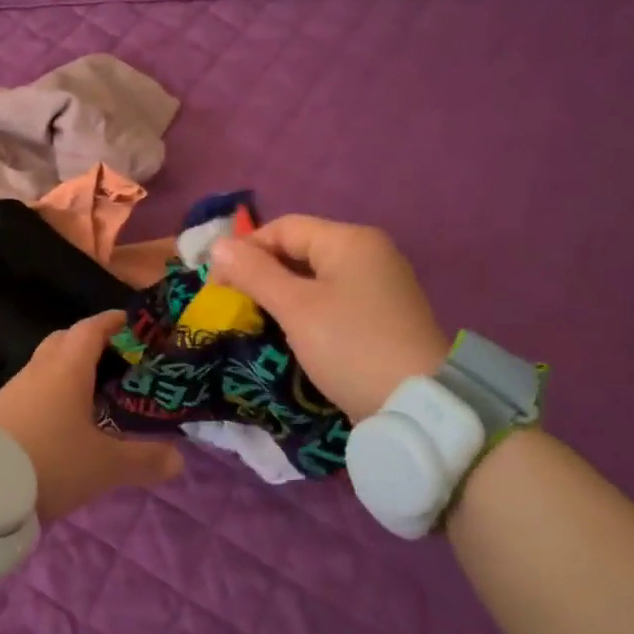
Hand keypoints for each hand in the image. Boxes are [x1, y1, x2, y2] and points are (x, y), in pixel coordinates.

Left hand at [0, 310, 183, 523]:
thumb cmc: (50, 462)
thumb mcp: (105, 466)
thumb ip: (144, 460)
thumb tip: (179, 459)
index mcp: (66, 368)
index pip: (92, 329)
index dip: (113, 322)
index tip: (133, 324)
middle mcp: (38, 370)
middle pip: (65, 341)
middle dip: (92, 343)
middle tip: (118, 361)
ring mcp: (13, 389)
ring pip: (46, 366)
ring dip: (69, 370)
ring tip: (94, 394)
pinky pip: (32, 389)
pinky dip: (51, 392)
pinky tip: (61, 421)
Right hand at [208, 215, 446, 421]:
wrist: (417, 405)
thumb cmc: (350, 346)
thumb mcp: (295, 308)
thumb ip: (255, 273)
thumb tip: (218, 245)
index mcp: (350, 241)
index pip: (283, 228)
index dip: (245, 250)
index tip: (216, 284)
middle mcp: (368, 254)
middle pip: (300, 249)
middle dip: (261, 272)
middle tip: (231, 303)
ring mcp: (378, 285)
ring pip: (314, 277)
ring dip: (280, 293)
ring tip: (254, 318)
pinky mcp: (380, 316)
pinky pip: (331, 299)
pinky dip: (304, 309)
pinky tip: (287, 331)